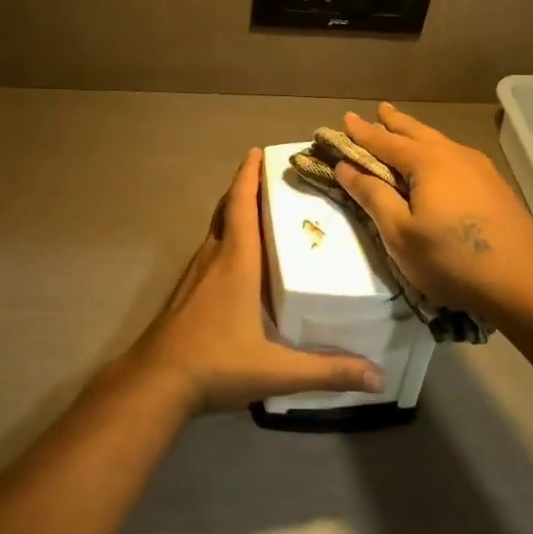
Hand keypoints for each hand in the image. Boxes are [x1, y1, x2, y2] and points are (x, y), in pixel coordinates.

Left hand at [129, 149, 383, 413]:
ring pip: (215, 231)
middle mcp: (213, 258)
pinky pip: (209, 251)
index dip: (248, 176)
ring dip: (234, 214)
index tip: (257, 152)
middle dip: (245, 189)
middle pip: (227, 211)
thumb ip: (326, 371)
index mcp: (235, 262)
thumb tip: (377, 376)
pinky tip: (239, 261)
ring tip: (262, 213)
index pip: (242, 205)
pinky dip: (225, 239)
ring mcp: (194, 275)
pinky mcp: (185, 292)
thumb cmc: (215, 363)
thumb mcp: (276, 370)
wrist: (156, 382)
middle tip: (270, 179)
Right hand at [334, 102, 532, 324]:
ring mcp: (479, 168)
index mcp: (426, 162)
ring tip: (405, 130)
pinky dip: (436, 150)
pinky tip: (440, 161)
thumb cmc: (452, 258)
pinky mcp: (494, 186)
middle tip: (380, 110)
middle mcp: (452, 154)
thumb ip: (372, 196)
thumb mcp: (400, 233)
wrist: (526, 280)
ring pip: (439, 141)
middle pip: (416, 132)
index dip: (362, 132)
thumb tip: (345, 167)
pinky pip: (455, 155)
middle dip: (394, 123)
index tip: (344, 119)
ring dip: (417, 134)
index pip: (384, 141)